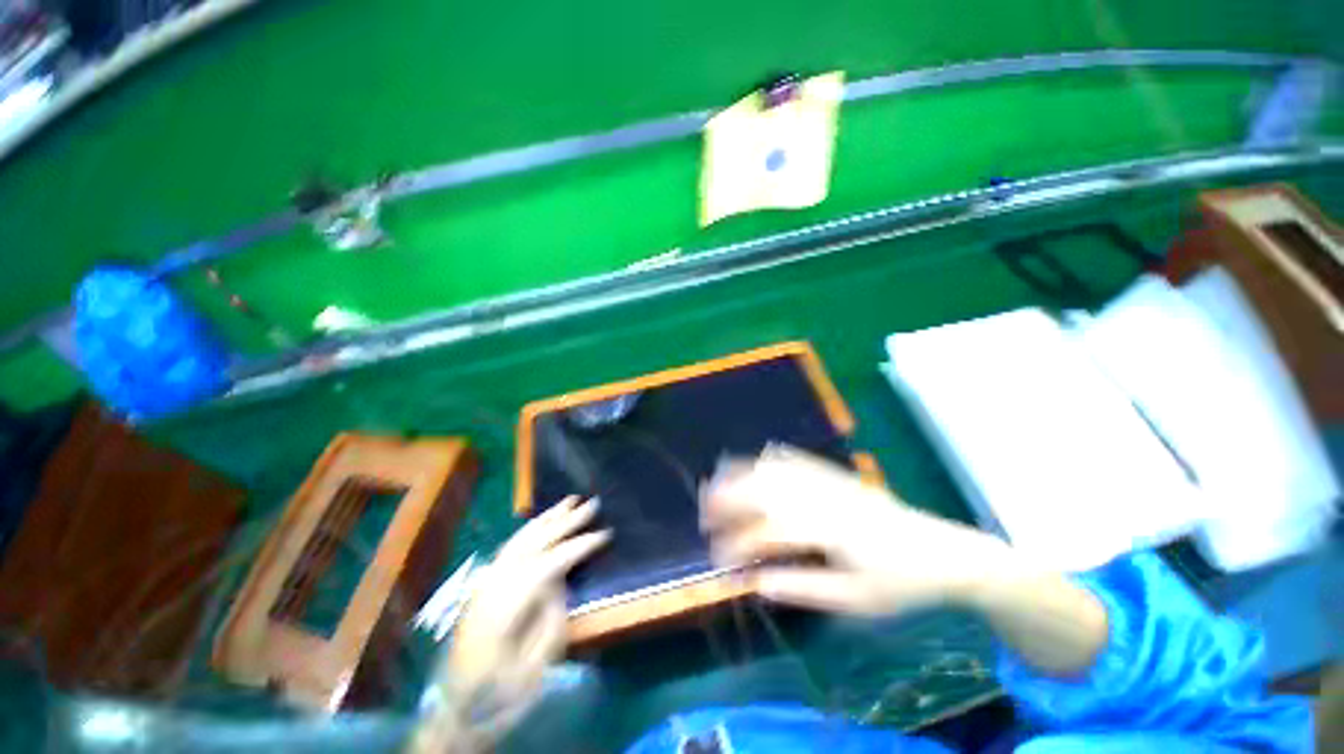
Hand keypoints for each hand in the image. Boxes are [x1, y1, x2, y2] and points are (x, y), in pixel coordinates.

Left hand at [416, 497, 607, 750]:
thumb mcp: (534, 666)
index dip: (578, 546)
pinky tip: (543, 522)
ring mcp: (485, 583)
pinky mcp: (484, 586)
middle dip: (565, 521)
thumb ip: (551, 617)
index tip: (605, 534)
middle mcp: (492, 586)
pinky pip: (510, 547)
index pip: (549, 564)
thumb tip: (561, 579)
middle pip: (533, 543)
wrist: (455, 711)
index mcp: (504, 609)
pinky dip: (530, 529)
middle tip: (592, 504)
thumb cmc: (499, 694)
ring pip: (519, 539)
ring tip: (570, 500)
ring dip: (547, 518)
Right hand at [701, 446, 1010, 616]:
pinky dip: (773, 457)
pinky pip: (797, 458)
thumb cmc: (900, 584)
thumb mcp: (855, 601)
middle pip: (764, 490)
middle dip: (727, 497)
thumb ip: (803, 589)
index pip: (767, 531)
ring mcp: (829, 481)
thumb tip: (756, 582)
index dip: (736, 543)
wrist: (944, 552)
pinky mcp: (837, 474)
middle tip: (703, 511)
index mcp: (827, 530)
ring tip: (717, 479)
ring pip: (775, 469)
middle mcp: (822, 498)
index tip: (716, 557)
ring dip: (742, 473)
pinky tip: (759, 457)